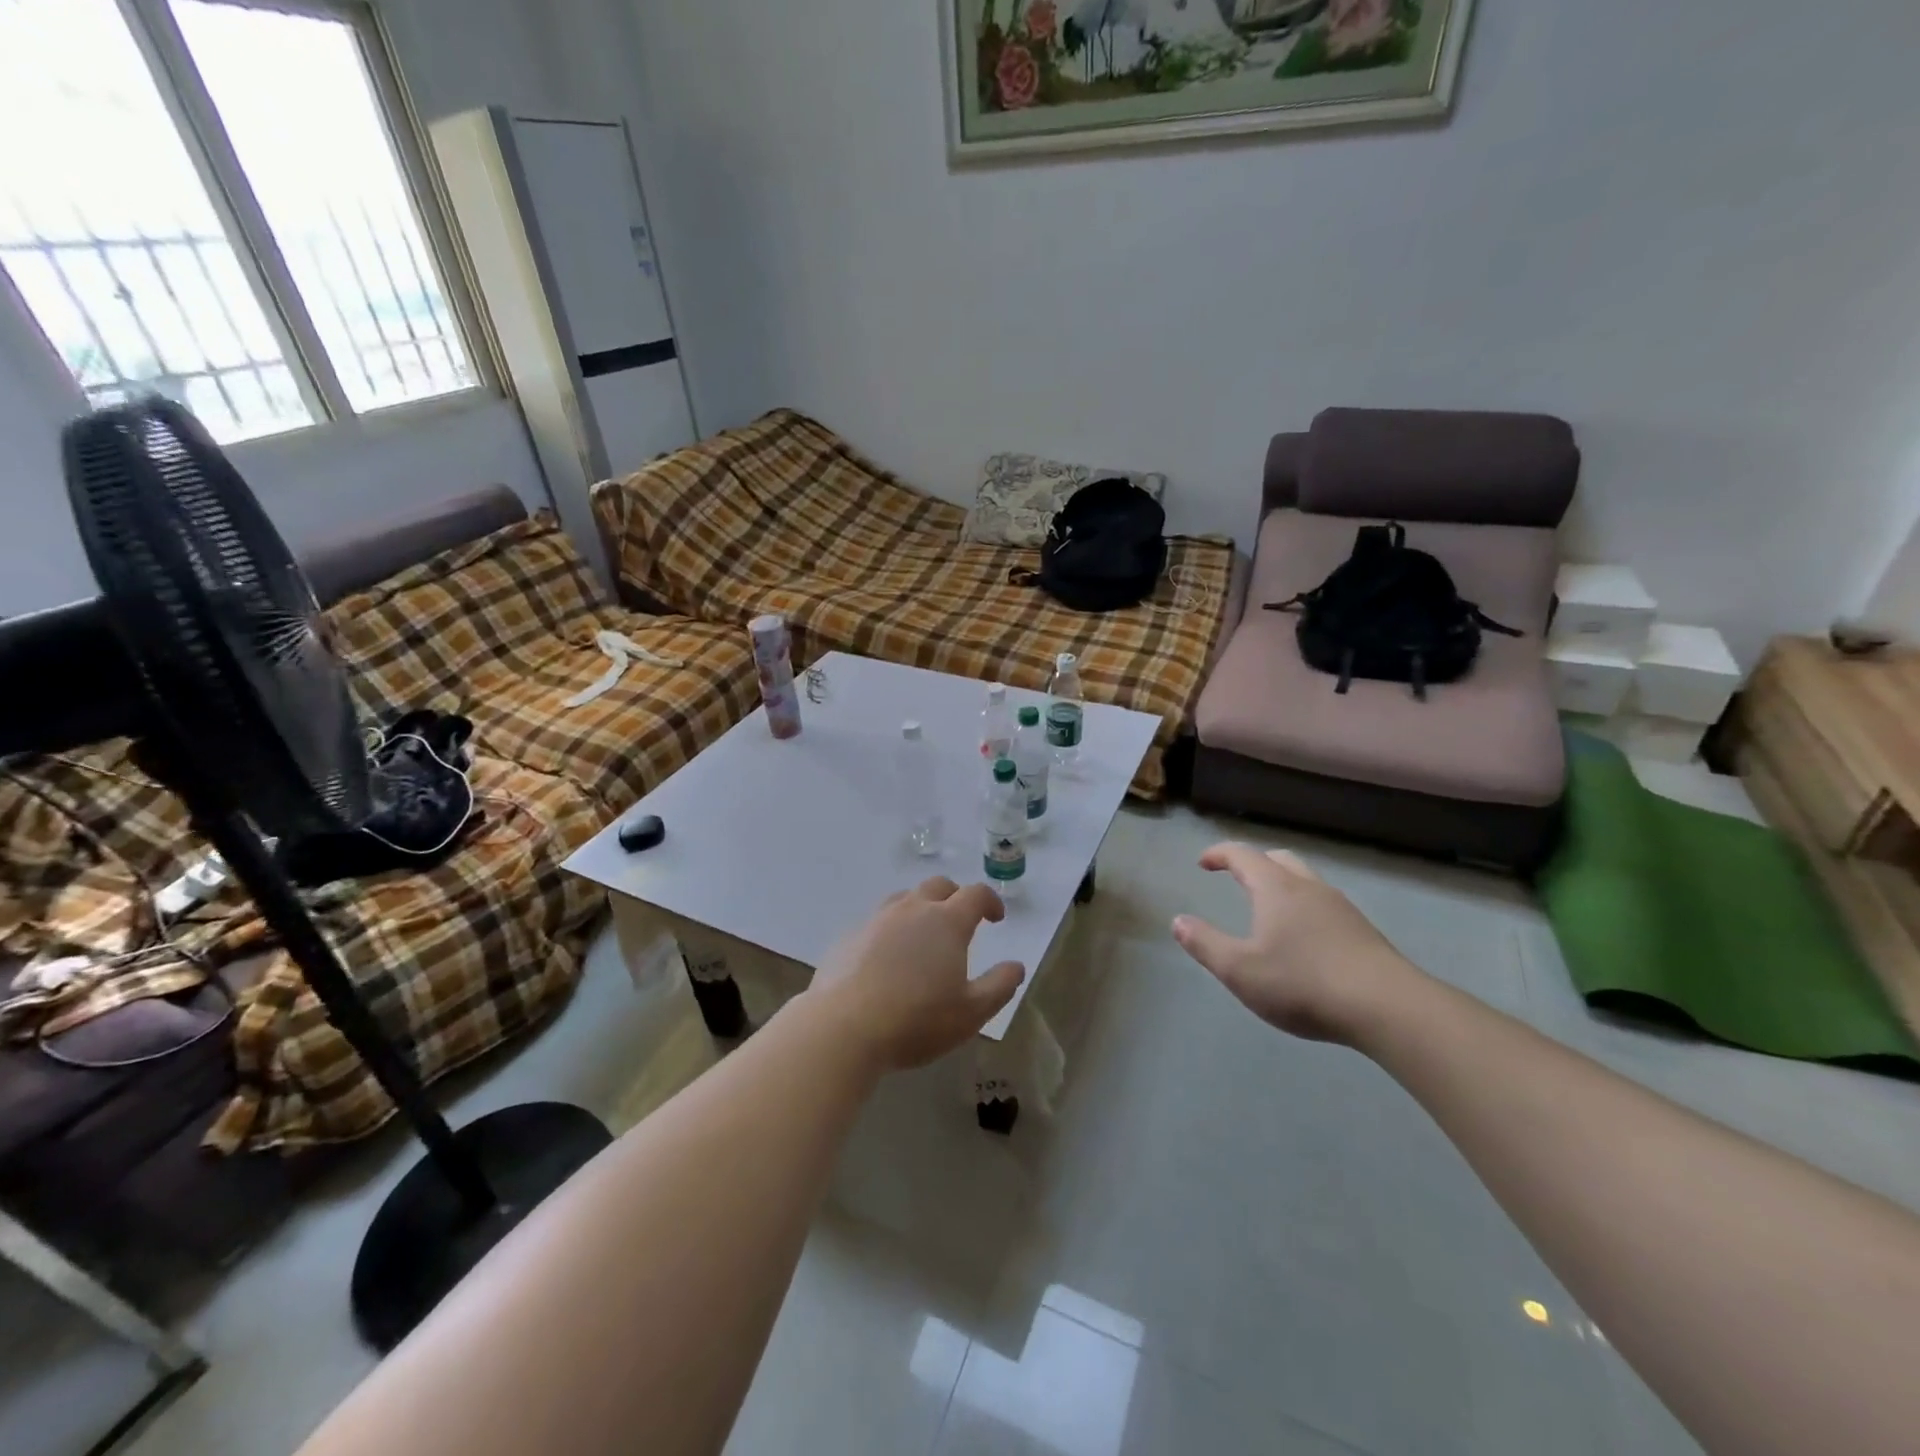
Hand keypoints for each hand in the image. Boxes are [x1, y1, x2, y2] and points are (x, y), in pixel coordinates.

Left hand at [808, 878, 1026, 1072]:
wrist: (842, 1027)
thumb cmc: (916, 1020)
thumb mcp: (971, 1013)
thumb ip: (999, 986)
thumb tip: (1016, 966)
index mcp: (947, 921)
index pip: (975, 894)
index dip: (990, 901)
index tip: (996, 918)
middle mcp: (912, 909)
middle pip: (938, 886)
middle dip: (955, 897)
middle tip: (962, 920)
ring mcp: (877, 919)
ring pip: (905, 898)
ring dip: (921, 908)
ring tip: (924, 935)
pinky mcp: (850, 936)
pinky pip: (878, 921)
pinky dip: (892, 928)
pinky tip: (888, 957)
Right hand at [1172, 843, 1420, 1044]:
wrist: (1389, 1008)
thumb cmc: (1303, 983)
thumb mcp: (1240, 970)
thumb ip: (1205, 944)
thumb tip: (1178, 922)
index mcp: (1276, 889)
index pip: (1243, 855)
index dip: (1219, 854)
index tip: (1203, 863)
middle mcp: (1309, 888)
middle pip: (1278, 860)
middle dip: (1253, 863)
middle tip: (1235, 877)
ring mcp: (1341, 909)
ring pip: (1306, 881)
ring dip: (1281, 885)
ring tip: (1268, 910)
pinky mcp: (1363, 932)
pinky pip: (1324, 905)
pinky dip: (1303, 907)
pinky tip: (1303, 939)